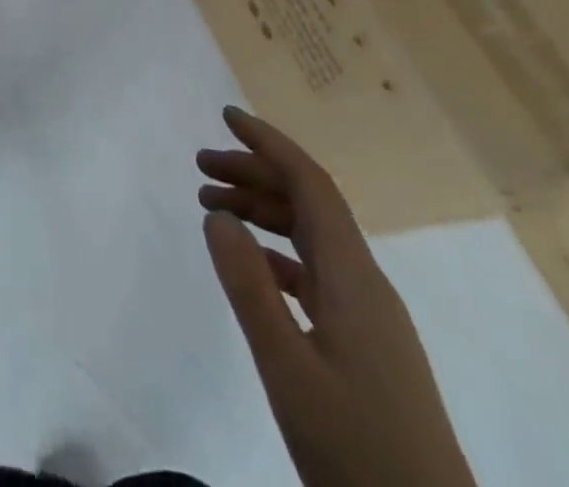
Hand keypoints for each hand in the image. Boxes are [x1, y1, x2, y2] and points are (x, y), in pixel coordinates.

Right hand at [198, 107, 475, 486]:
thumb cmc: (358, 451)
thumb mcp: (289, 370)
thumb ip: (249, 287)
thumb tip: (216, 214)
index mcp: (353, 276)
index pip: (310, 183)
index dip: (269, 142)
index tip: (226, 116)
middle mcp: (364, 282)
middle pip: (308, 203)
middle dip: (255, 173)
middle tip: (200, 165)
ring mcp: (368, 315)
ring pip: (311, 238)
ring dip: (263, 212)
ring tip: (212, 206)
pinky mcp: (365, 344)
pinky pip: (315, 274)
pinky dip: (277, 254)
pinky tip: (251, 264)